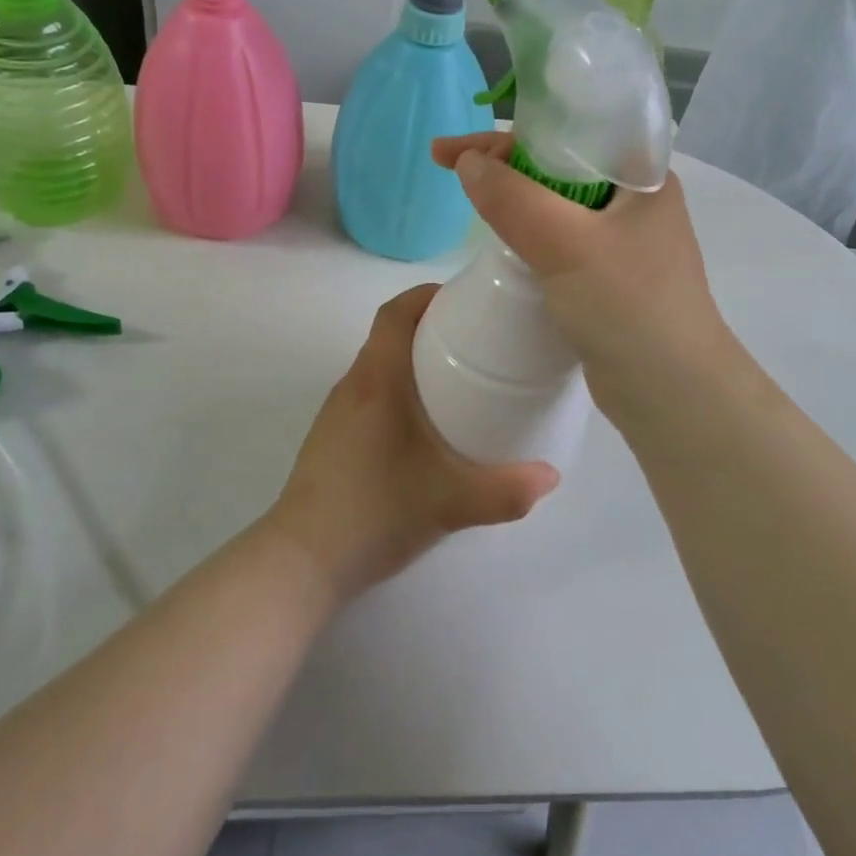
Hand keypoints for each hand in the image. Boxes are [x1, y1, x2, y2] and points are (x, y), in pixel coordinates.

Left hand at [267, 284, 560, 604]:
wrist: (303, 560)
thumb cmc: (375, 512)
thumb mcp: (450, 503)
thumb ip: (506, 490)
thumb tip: (551, 476)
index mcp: (377, 381)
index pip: (394, 312)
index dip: (427, 295)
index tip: (464, 299)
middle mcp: (353, 386)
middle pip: (389, 334)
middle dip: (430, 326)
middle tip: (477, 340)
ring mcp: (337, 413)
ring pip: (378, 366)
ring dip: (413, 360)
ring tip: (458, 379)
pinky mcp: (332, 438)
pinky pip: (370, 393)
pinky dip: (399, 389)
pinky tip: (424, 426)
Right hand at [430, 132, 740, 414]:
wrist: (673, 395)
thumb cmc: (629, 306)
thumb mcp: (566, 244)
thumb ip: (513, 200)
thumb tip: (466, 162)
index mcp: (641, 176)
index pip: (568, 133)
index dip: (508, 133)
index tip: (454, 149)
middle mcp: (634, 202)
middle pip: (557, 165)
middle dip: (502, 163)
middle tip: (448, 168)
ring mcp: (622, 242)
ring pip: (556, 205)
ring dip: (512, 199)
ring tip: (469, 198)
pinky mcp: (608, 278)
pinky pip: (559, 240)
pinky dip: (526, 234)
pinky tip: (501, 242)